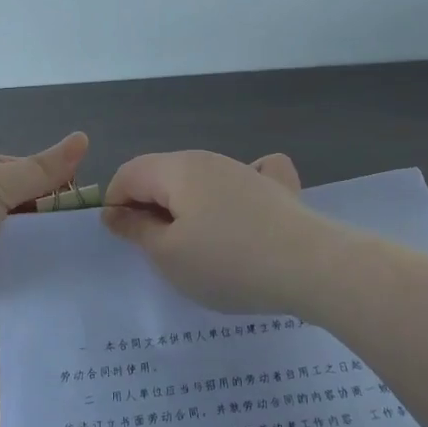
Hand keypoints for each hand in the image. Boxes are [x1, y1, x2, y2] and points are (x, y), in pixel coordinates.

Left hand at [0, 132, 89, 333]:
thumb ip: (40, 169)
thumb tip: (83, 138)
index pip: (2, 165)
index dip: (39, 174)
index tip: (76, 188)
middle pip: (5, 200)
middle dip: (40, 208)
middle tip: (83, 219)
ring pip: (6, 236)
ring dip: (35, 239)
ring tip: (80, 242)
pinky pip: (2, 268)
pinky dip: (25, 267)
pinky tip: (59, 268)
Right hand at [100, 149, 321, 313]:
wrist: (312, 267)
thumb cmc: (228, 262)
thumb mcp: (168, 254)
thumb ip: (136, 230)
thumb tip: (115, 212)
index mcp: (177, 168)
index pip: (129, 173)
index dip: (115, 204)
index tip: (123, 240)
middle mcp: (209, 159)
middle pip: (163, 174)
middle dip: (149, 206)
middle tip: (156, 250)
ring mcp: (245, 171)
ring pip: (199, 181)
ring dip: (186, 208)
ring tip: (196, 248)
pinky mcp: (275, 189)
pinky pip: (241, 180)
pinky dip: (229, 194)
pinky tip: (238, 212)